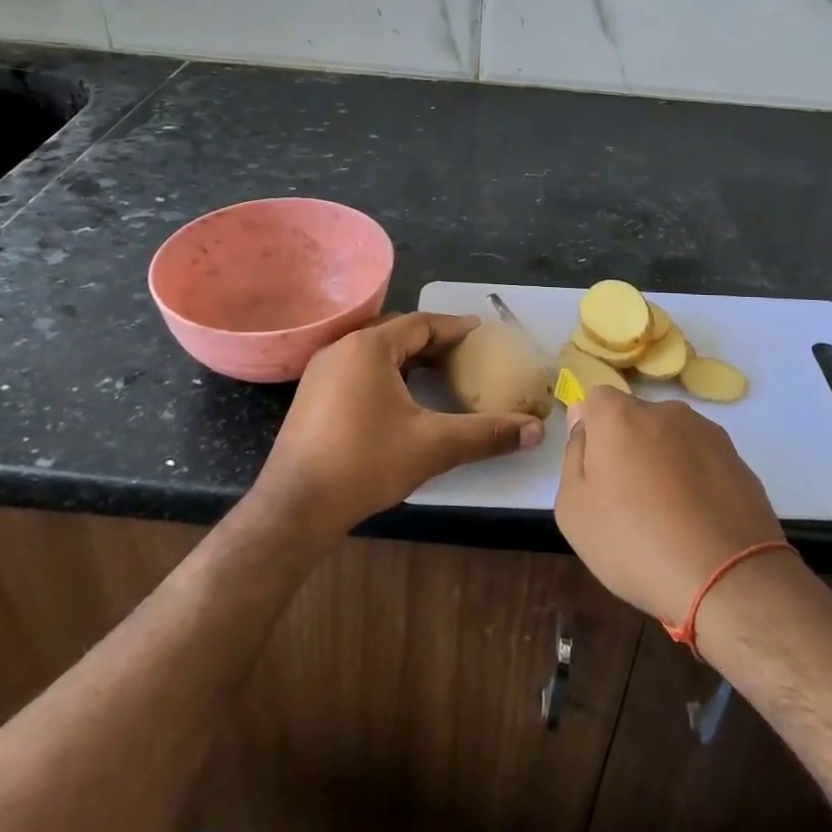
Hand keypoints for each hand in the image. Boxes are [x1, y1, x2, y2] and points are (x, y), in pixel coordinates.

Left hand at [254, 313, 544, 540]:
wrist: (295, 507)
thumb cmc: (365, 464)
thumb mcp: (434, 446)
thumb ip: (487, 434)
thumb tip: (537, 431)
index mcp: (369, 347)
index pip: (421, 323)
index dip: (455, 327)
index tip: (481, 332)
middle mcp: (342, 348)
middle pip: (397, 333)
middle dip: (432, 340)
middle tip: (464, 354)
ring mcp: (321, 371)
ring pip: (375, 351)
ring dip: (407, 357)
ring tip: (438, 373)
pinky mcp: (311, 396)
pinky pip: (357, 368)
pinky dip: (385, 372)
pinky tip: (400, 398)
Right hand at [555, 388, 785, 623]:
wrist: (727, 578)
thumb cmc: (634, 542)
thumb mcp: (574, 509)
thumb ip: (574, 454)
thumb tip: (582, 420)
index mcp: (620, 415)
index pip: (597, 400)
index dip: (593, 432)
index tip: (596, 471)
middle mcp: (665, 411)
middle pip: (636, 419)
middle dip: (629, 448)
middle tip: (628, 500)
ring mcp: (707, 433)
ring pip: (672, 440)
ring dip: (665, 463)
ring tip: (668, 518)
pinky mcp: (738, 461)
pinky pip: (703, 463)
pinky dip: (696, 482)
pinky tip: (697, 524)